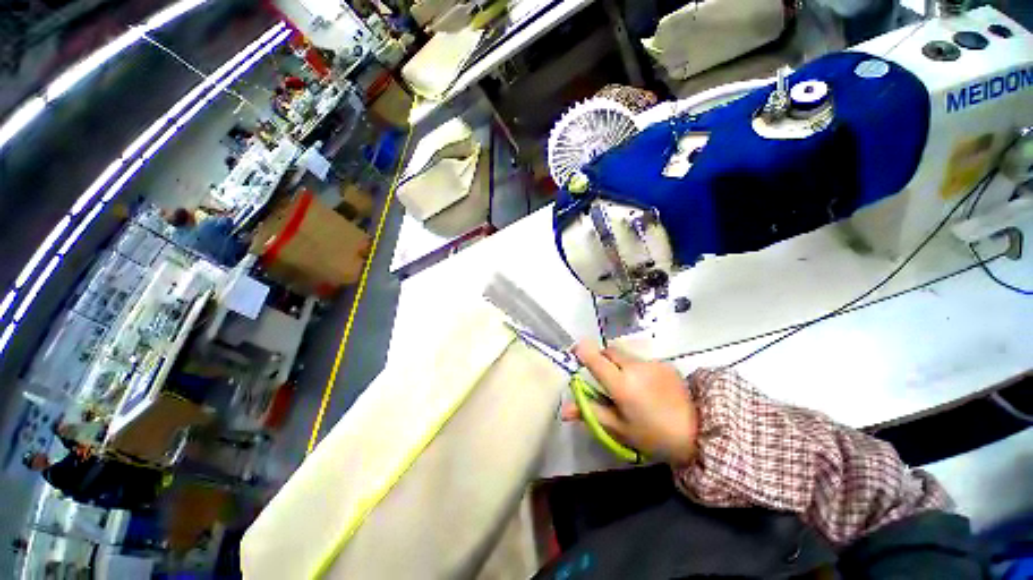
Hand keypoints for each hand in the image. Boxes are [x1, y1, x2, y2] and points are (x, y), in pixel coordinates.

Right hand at [562, 341, 697, 464]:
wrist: (700, 433)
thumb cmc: (654, 436)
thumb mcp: (620, 429)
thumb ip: (591, 413)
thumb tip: (564, 410)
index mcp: (622, 385)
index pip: (595, 358)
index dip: (582, 351)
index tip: (575, 353)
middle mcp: (635, 367)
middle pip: (609, 351)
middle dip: (601, 359)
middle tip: (603, 378)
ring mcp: (652, 363)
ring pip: (625, 355)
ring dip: (619, 364)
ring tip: (628, 386)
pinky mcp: (665, 363)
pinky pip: (641, 360)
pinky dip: (636, 368)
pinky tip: (646, 387)